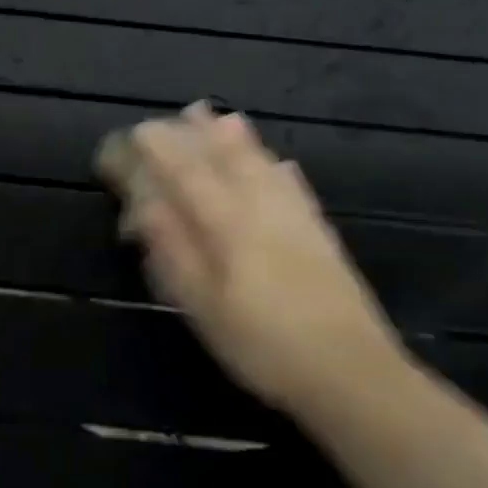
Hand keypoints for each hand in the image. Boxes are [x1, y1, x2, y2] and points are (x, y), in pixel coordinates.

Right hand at [99, 105, 406, 409]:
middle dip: (200, 134)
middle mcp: (261, 210)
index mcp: (227, 225)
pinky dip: (279, 168)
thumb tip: (144, 206)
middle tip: (181, 113)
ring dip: (239, 139)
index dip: (160, 150)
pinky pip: (296, 187)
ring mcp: (296, 219)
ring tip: (222, 117)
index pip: (187, 174)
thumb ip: (173, 251)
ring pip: (262, 166)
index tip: (136, 132)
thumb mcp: (202, 305)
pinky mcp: (321, 234)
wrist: (351, 374)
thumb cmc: (261, 344)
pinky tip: (279, 163)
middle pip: (227, 160)